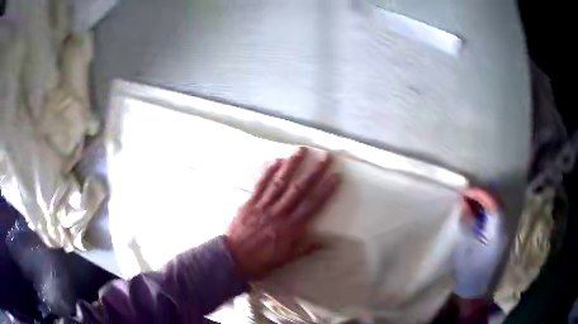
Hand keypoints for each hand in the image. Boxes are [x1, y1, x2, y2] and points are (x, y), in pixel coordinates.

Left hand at [224, 147, 339, 278]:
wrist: (232, 259)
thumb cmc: (260, 261)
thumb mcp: (285, 259)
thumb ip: (304, 248)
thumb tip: (325, 241)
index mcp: (290, 227)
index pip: (312, 205)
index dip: (325, 190)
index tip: (335, 176)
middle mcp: (279, 212)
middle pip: (299, 189)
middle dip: (313, 172)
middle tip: (324, 157)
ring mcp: (263, 205)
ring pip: (280, 182)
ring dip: (291, 165)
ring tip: (301, 150)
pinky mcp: (250, 203)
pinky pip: (261, 185)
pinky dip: (268, 172)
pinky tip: (276, 161)